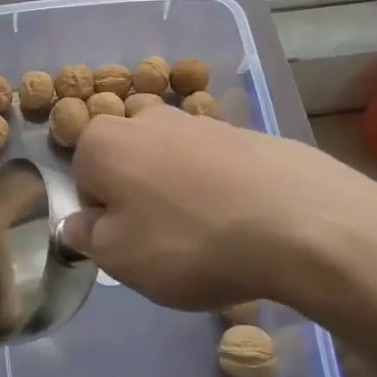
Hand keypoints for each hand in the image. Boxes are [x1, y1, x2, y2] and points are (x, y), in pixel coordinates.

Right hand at [62, 104, 376, 334]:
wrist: (298, 221)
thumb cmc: (187, 242)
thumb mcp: (119, 258)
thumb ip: (87, 236)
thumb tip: (79, 222)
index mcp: (104, 141)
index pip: (83, 179)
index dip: (101, 216)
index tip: (128, 245)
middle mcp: (147, 118)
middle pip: (127, 161)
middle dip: (137, 196)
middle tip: (164, 240)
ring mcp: (200, 120)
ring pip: (171, 159)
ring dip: (178, 190)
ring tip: (208, 234)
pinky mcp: (245, 132)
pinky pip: (214, 164)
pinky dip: (217, 187)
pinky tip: (240, 220)